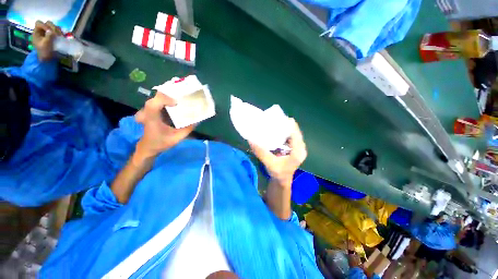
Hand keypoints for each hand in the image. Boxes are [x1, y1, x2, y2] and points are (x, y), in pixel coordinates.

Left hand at [32, 21, 62, 60]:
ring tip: (61, 35)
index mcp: (36, 32)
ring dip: (57, 30)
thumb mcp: (45, 44)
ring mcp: (47, 33)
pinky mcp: (53, 36)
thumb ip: (48, 36)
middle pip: (47, 23)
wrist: (47, 59)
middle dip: (53, 27)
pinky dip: (59, 32)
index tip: (51, 31)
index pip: (39, 23)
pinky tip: (61, 36)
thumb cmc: (44, 52)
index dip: (45, 25)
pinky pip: (56, 31)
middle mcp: (41, 31)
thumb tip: (51, 31)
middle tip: (58, 34)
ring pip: (53, 26)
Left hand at [134, 93, 193, 157]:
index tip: (177, 102)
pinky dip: (169, 99)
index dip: (165, 99)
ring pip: (159, 96)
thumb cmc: (160, 143)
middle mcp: (149, 111)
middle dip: (172, 93)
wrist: (148, 147)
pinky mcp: (153, 110)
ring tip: (183, 97)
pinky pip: (161, 100)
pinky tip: (178, 102)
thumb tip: (197, 120)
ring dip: (171, 95)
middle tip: (185, 95)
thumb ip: (187, 129)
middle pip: (158, 95)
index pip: (154, 103)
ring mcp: (150, 109)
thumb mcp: (176, 138)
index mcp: (152, 117)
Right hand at [249, 118, 306, 185]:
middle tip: (273, 119)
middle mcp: (300, 147)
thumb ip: (261, 152)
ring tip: (273, 122)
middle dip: (284, 124)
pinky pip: (289, 136)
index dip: (288, 124)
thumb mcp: (270, 163)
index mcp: (298, 152)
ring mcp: (297, 147)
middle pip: (294, 131)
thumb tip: (251, 139)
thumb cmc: (278, 174)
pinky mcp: (293, 147)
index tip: (278, 118)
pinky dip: (282, 132)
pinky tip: (275, 130)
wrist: (282, 180)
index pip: (296, 133)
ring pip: (291, 132)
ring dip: (283, 127)